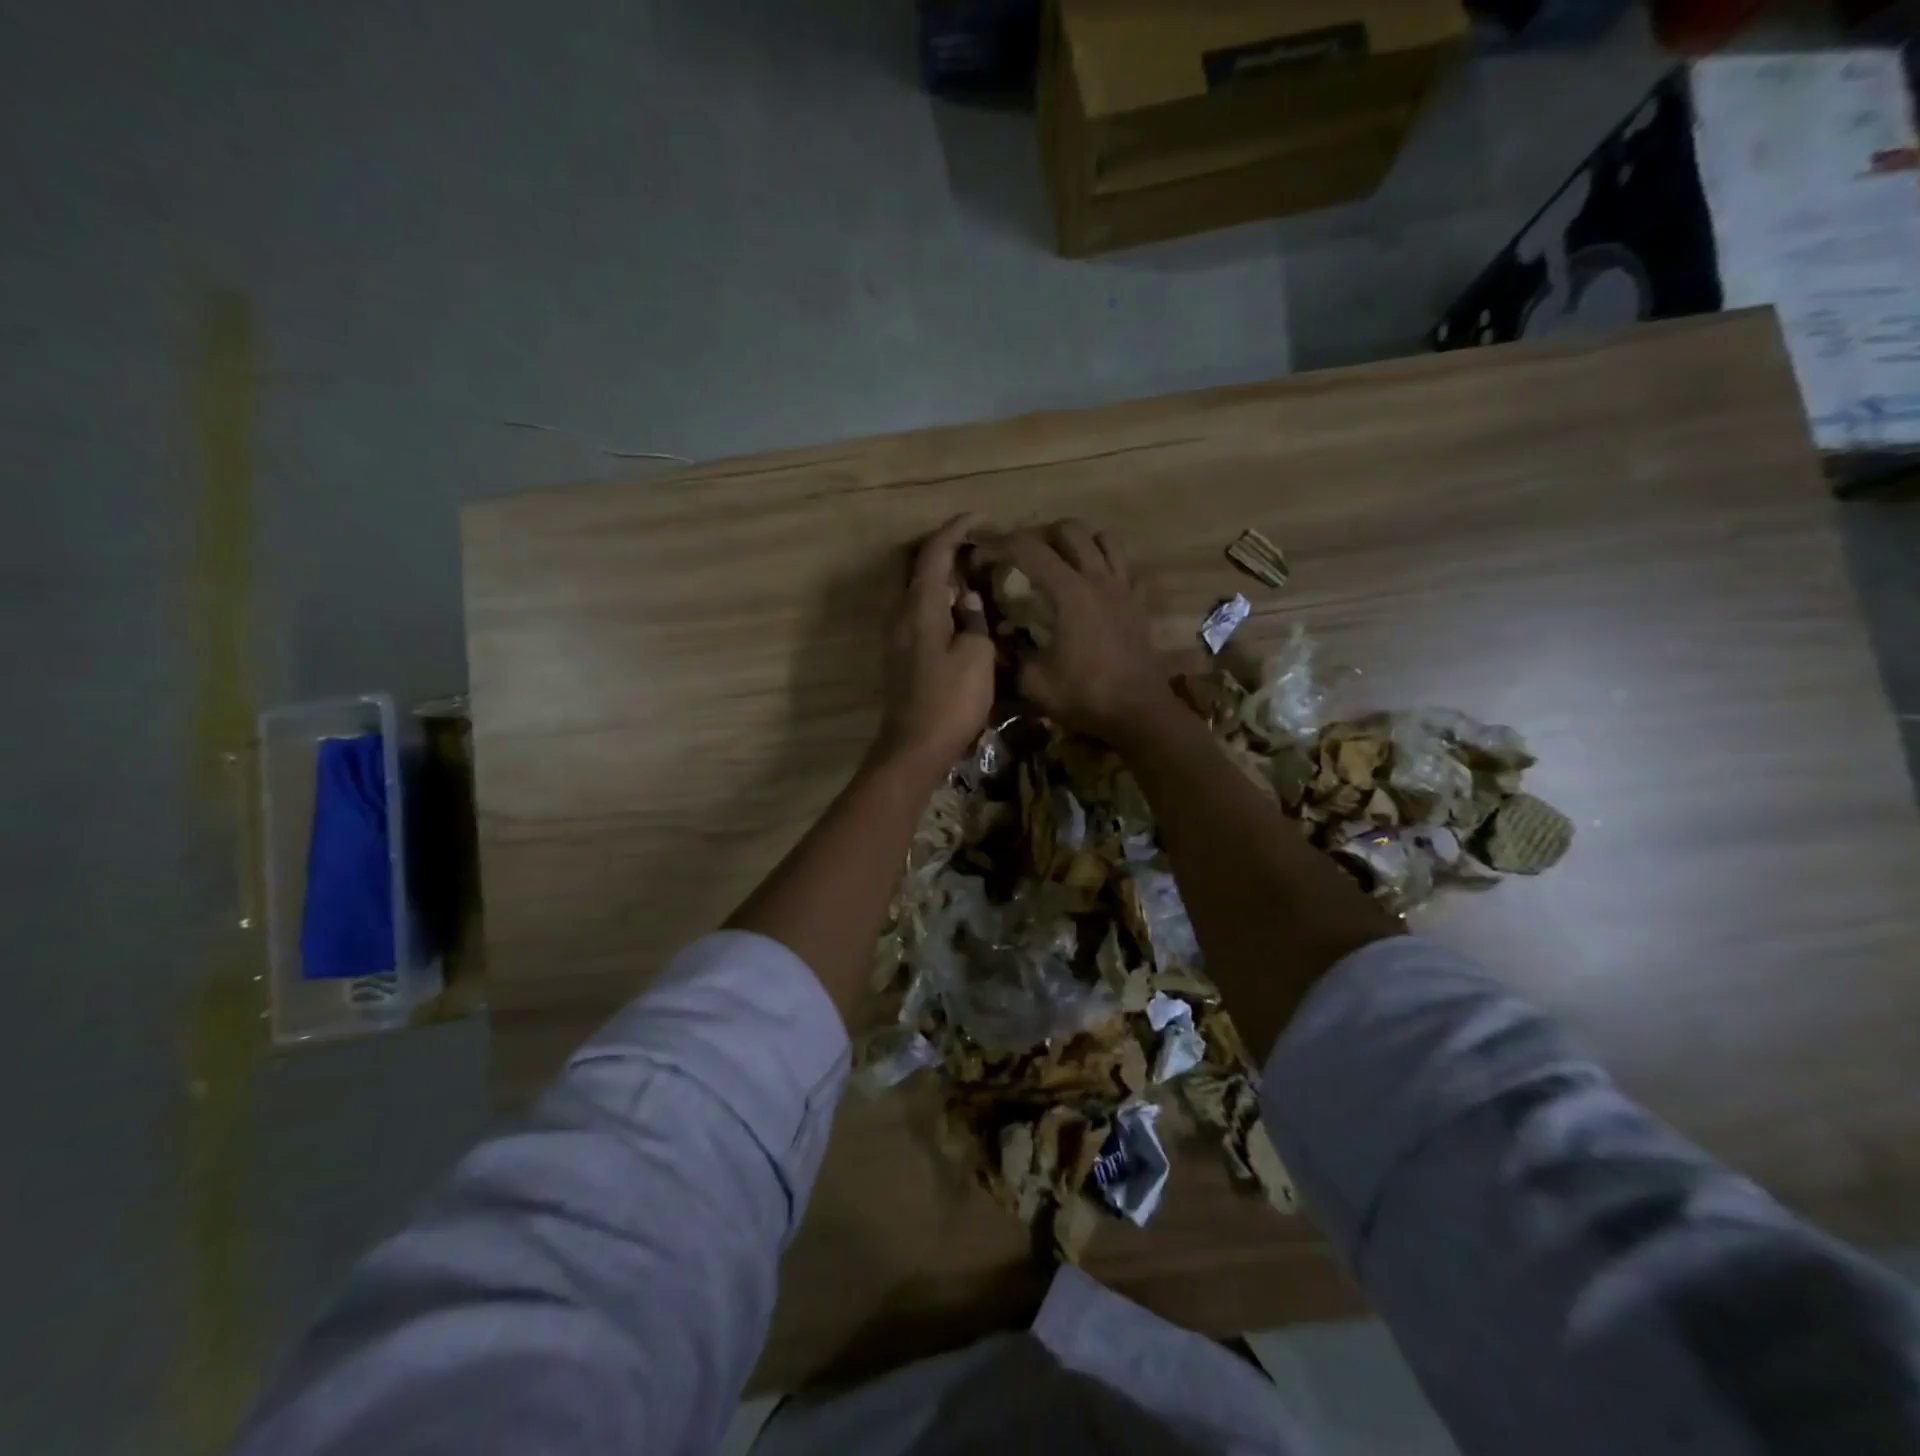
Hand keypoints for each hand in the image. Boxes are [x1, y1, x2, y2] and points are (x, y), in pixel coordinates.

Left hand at [872, 515, 996, 774]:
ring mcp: (895, 634)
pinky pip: (915, 609)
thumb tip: (968, 598)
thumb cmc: (950, 701)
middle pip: (915, 565)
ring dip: (938, 575)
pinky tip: (957, 610)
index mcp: (919, 606)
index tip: (978, 518)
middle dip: (942, 549)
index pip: (933, 553)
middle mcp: (900, 612)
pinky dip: (934, 598)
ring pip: (913, 588)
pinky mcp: (898, 653)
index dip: (954, 530)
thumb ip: (974, 619)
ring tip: (970, 574)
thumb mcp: (977, 656)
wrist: (914, 747)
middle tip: (974, 547)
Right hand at [979, 520, 1176, 743]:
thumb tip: (999, 638)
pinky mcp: (1138, 604)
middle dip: (1038, 534)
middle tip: (1019, 555)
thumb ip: (1011, 654)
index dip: (997, 541)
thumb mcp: (1034, 683)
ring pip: (1103, 539)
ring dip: (1077, 542)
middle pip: (1068, 530)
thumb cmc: (1086, 697)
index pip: (1027, 549)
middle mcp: (1098, 579)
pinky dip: (1105, 565)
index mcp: (1069, 592)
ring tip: (1059, 562)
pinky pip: (1124, 567)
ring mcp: (1123, 589)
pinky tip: (1092, 586)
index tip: (977, 544)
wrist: (1140, 714)